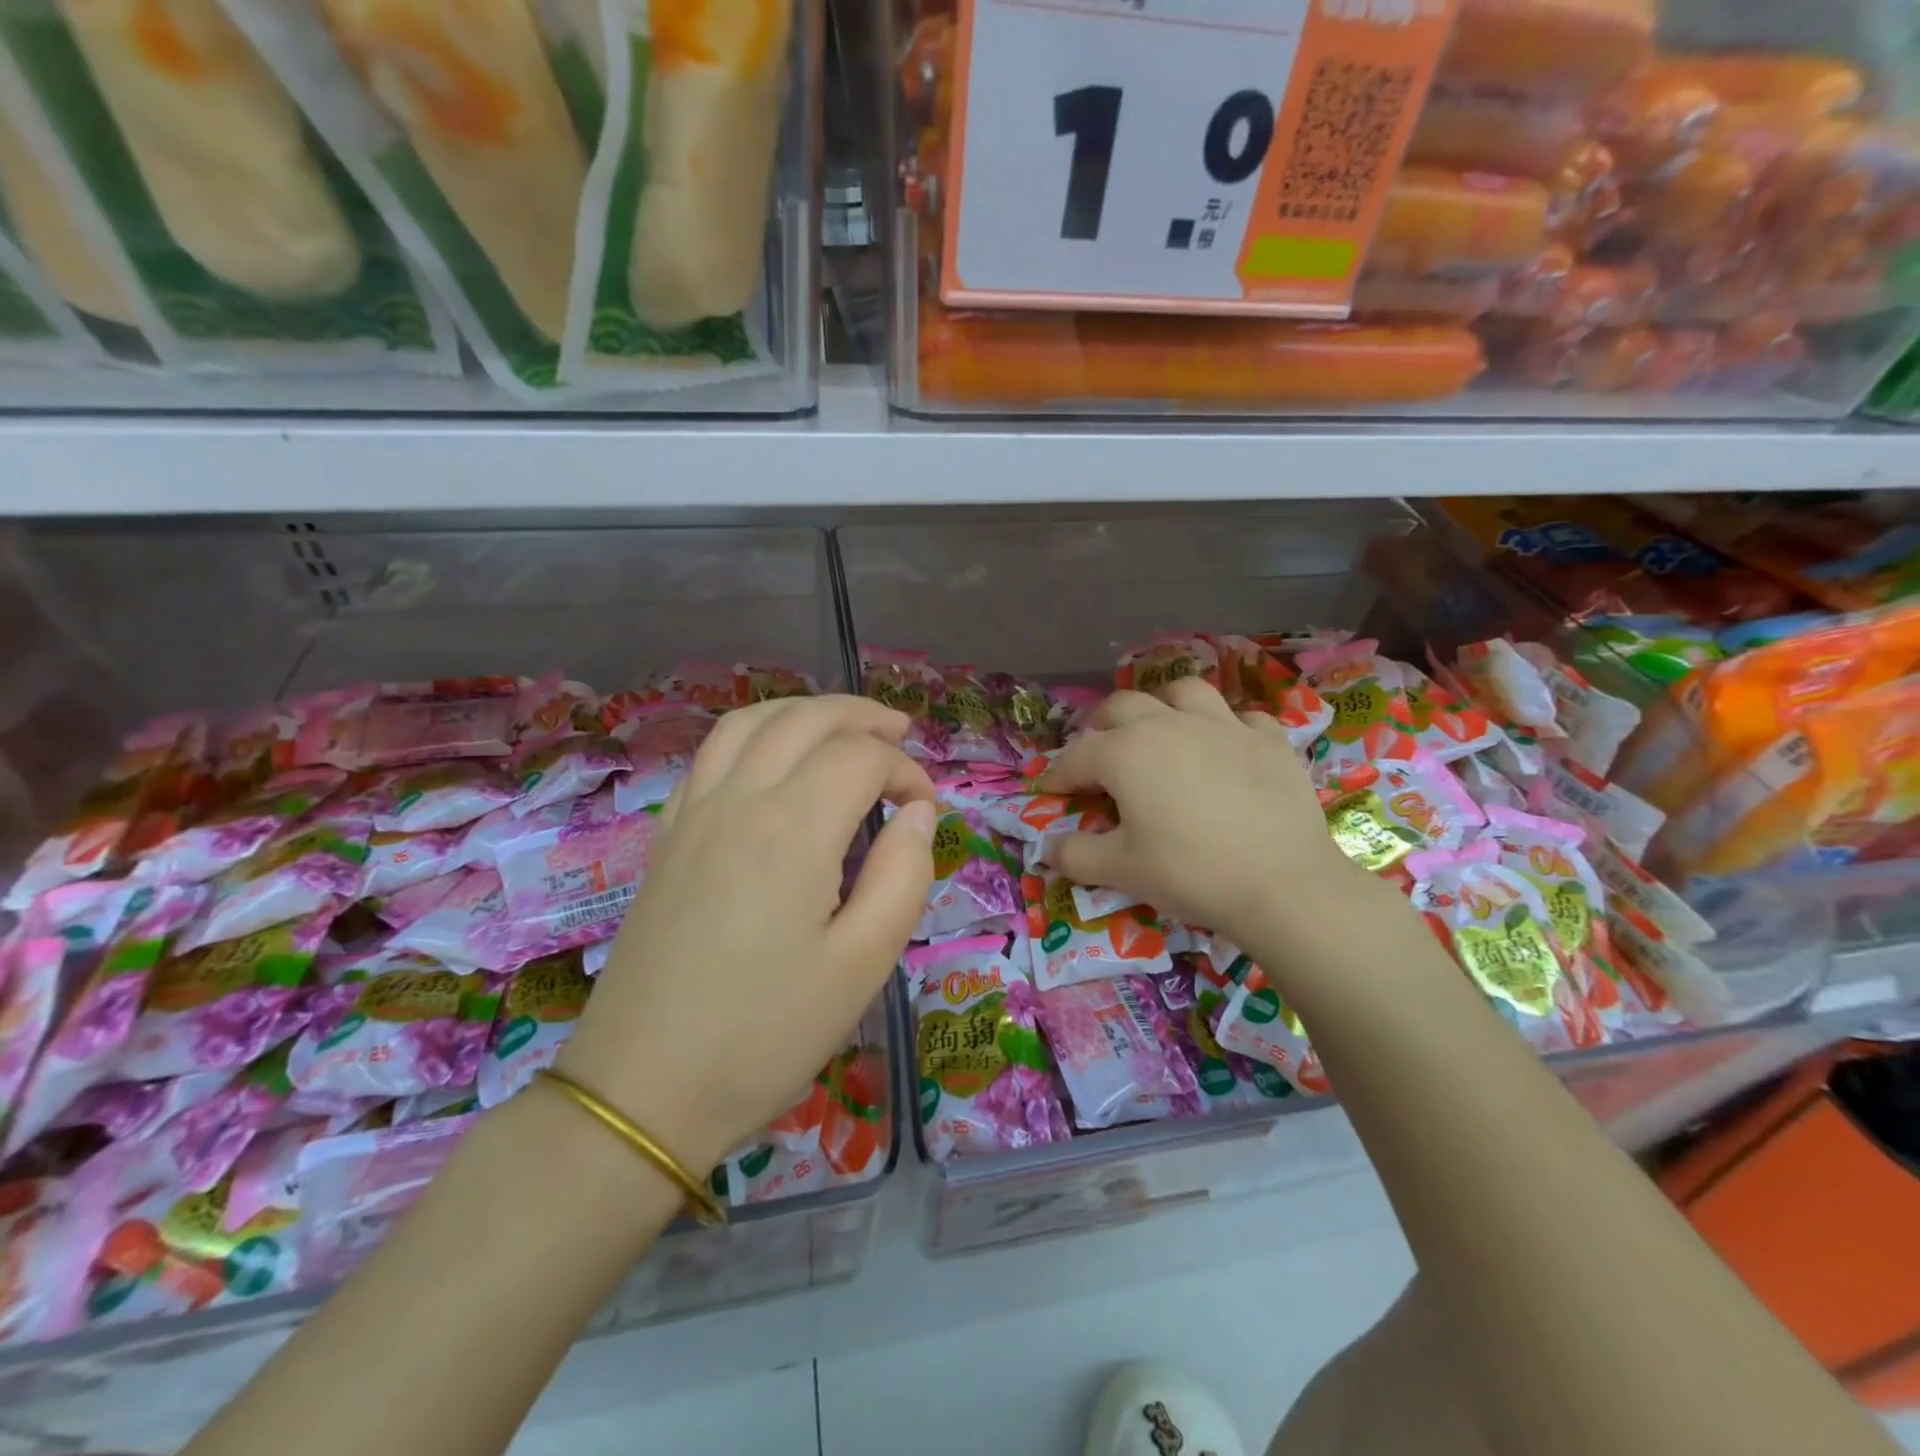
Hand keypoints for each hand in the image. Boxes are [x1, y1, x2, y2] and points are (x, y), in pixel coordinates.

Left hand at [558, 696, 936, 1171]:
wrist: (641, 1089)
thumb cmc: (765, 1034)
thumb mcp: (863, 966)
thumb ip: (903, 877)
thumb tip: (918, 814)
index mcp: (791, 829)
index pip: (861, 758)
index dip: (905, 771)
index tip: (926, 809)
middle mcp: (738, 800)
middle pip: (805, 720)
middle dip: (861, 716)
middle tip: (900, 733)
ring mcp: (692, 813)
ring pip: (751, 722)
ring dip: (804, 711)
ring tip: (842, 727)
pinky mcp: (666, 836)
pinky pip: (711, 753)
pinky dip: (755, 733)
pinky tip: (773, 760)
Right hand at [1038, 679, 1370, 947]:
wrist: (1283, 884)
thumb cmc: (1190, 872)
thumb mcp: (1121, 870)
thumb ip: (1075, 855)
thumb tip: (1047, 848)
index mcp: (1126, 752)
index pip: (1076, 757)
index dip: (1058, 775)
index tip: (1049, 792)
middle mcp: (1170, 724)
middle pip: (1122, 707)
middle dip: (1100, 728)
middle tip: (1096, 755)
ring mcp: (1224, 726)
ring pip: (1184, 692)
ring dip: (1162, 706)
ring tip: (1160, 728)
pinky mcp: (1269, 740)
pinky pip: (1242, 718)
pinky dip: (1226, 728)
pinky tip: (1226, 749)